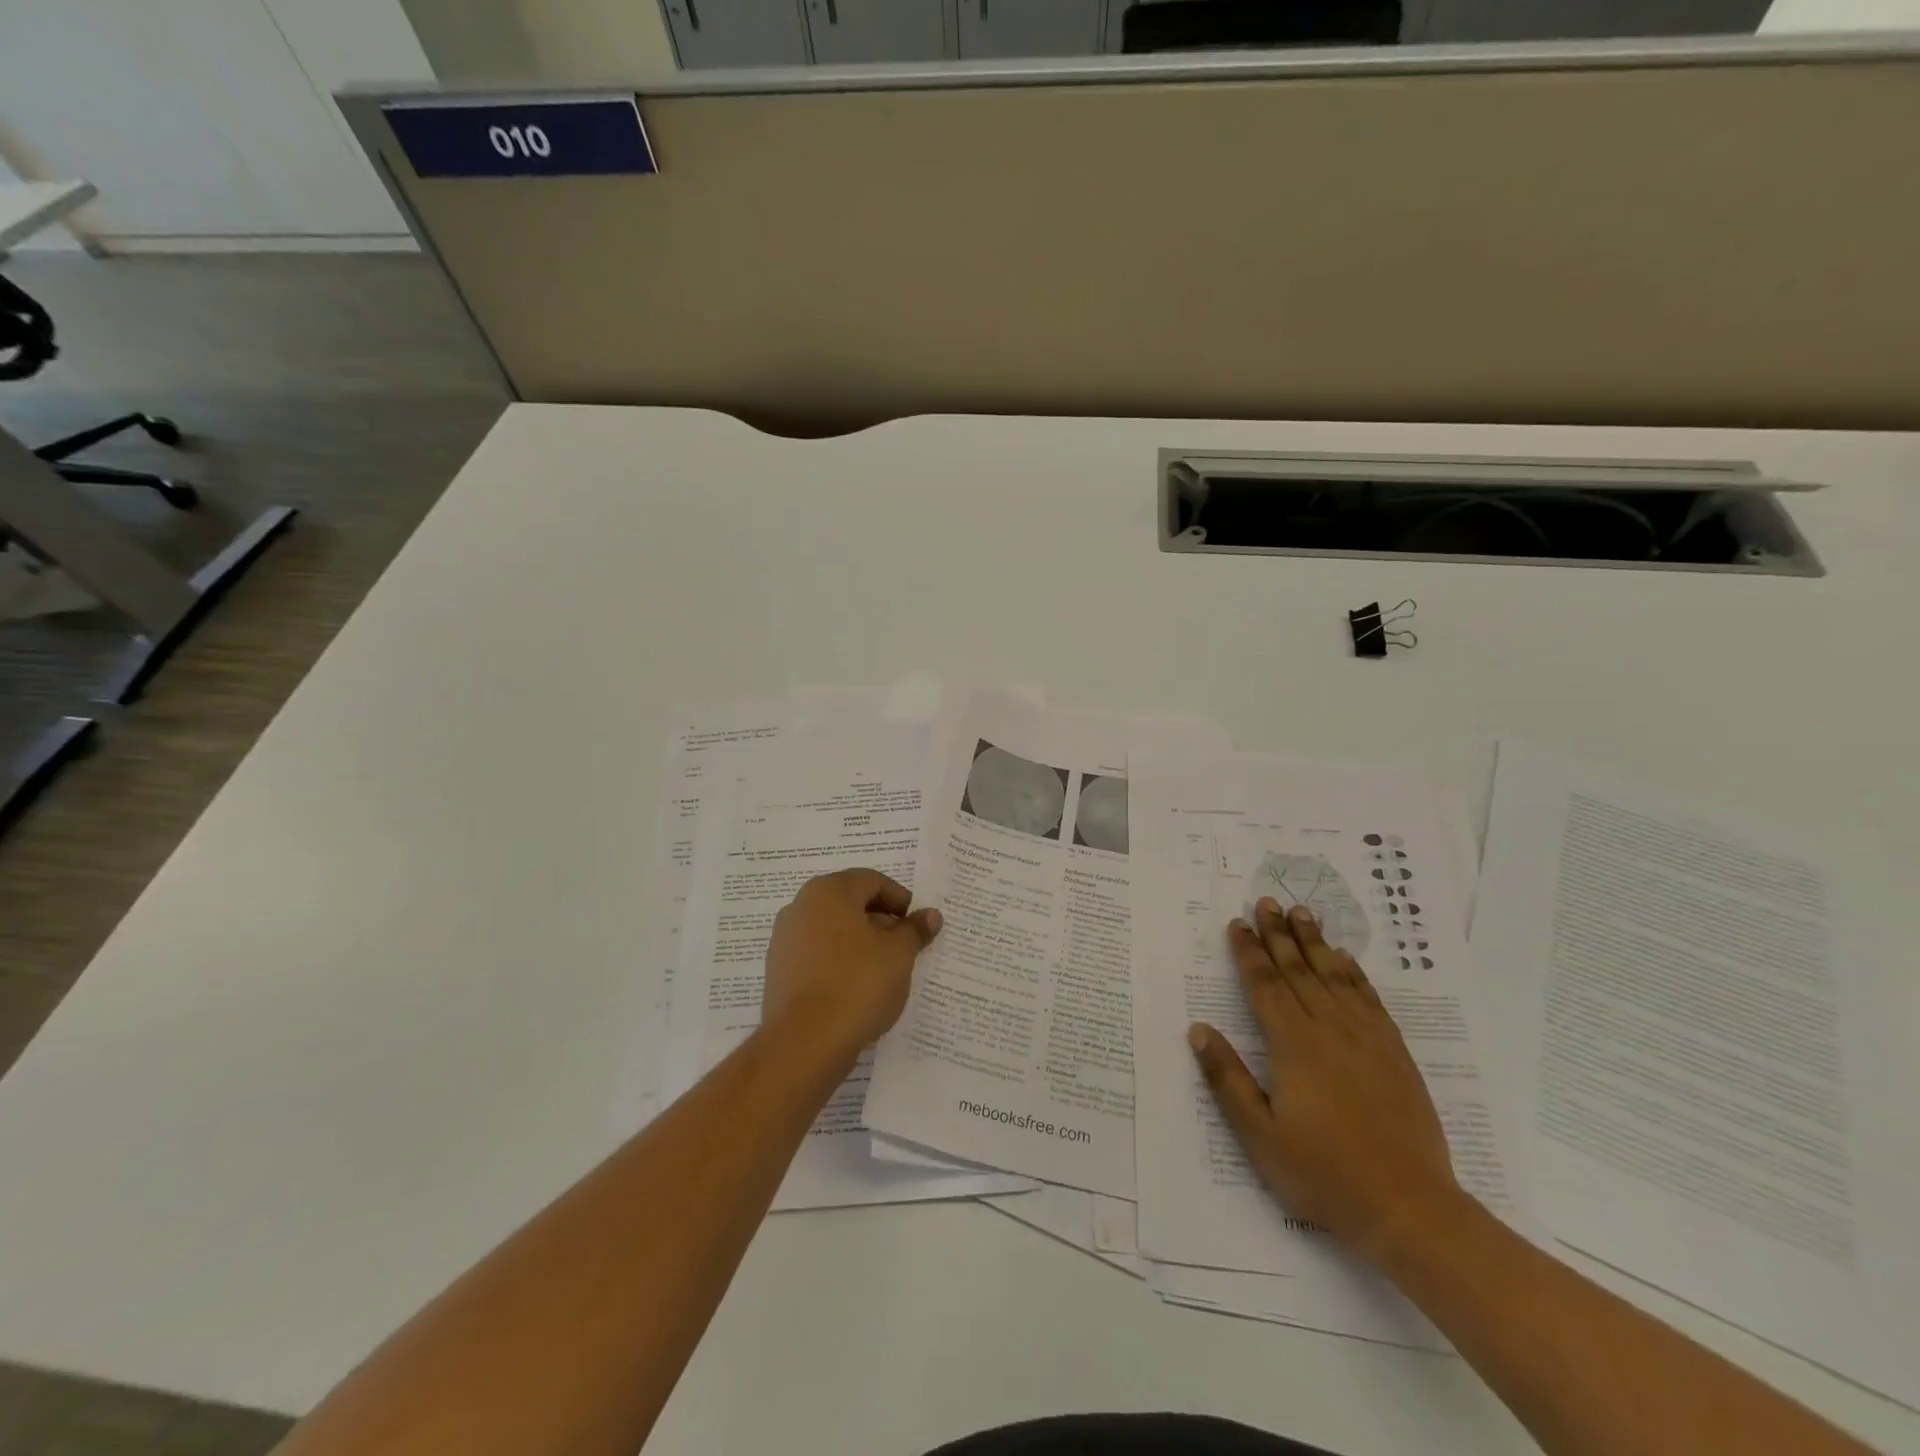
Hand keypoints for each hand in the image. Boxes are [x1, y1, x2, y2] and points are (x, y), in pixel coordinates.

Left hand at [761, 869, 942, 1066]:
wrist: (804, 1043)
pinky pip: (817, 955)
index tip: (917, 925)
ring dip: (860, 943)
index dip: (900, 900)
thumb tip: (930, 915)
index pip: (872, 881)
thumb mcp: (899, 954)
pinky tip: (856, 989)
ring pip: (832, 930)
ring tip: (883, 971)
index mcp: (829, 891)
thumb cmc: (857, 984)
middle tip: (904, 947)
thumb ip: (914, 930)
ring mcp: (785, 939)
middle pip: (850, 903)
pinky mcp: (779, 971)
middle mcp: (801, 906)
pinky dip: (839, 962)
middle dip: (880, 921)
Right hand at [1188, 898, 1462, 1264]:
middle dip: (1279, 934)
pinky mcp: (1394, 1053)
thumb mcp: (1259, 1134)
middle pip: (1298, 970)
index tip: (1237, 923)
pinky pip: (1369, 999)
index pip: (1264, 984)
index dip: (1249, 952)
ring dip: (1315, 942)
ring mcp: (1366, 1039)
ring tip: (1302, 913)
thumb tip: (1199, 1029)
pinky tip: (1345, 959)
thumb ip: (1227, 1078)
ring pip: (1334, 976)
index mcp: (1292, 1044)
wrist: (1409, 1209)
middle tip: (1267, 901)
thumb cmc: (1323, 1173)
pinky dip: (1355, 973)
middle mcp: (1329, 1029)